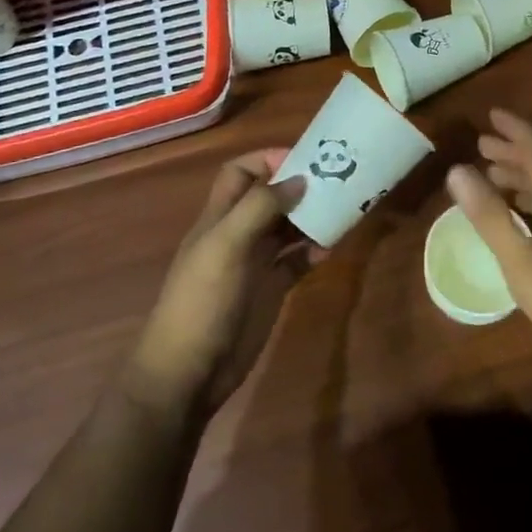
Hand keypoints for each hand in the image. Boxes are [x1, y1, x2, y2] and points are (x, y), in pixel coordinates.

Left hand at [127, 150, 310, 419]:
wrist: (189, 372)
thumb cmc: (202, 301)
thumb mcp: (226, 245)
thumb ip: (260, 207)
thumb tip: (299, 179)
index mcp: (220, 216)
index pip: (240, 172)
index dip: (267, 160)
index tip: (304, 159)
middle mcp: (238, 233)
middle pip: (270, 197)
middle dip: (299, 185)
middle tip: (337, 180)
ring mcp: (255, 263)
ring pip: (287, 227)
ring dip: (311, 216)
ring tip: (342, 210)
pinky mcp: (270, 290)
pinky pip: (296, 261)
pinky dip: (314, 251)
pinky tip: (331, 249)